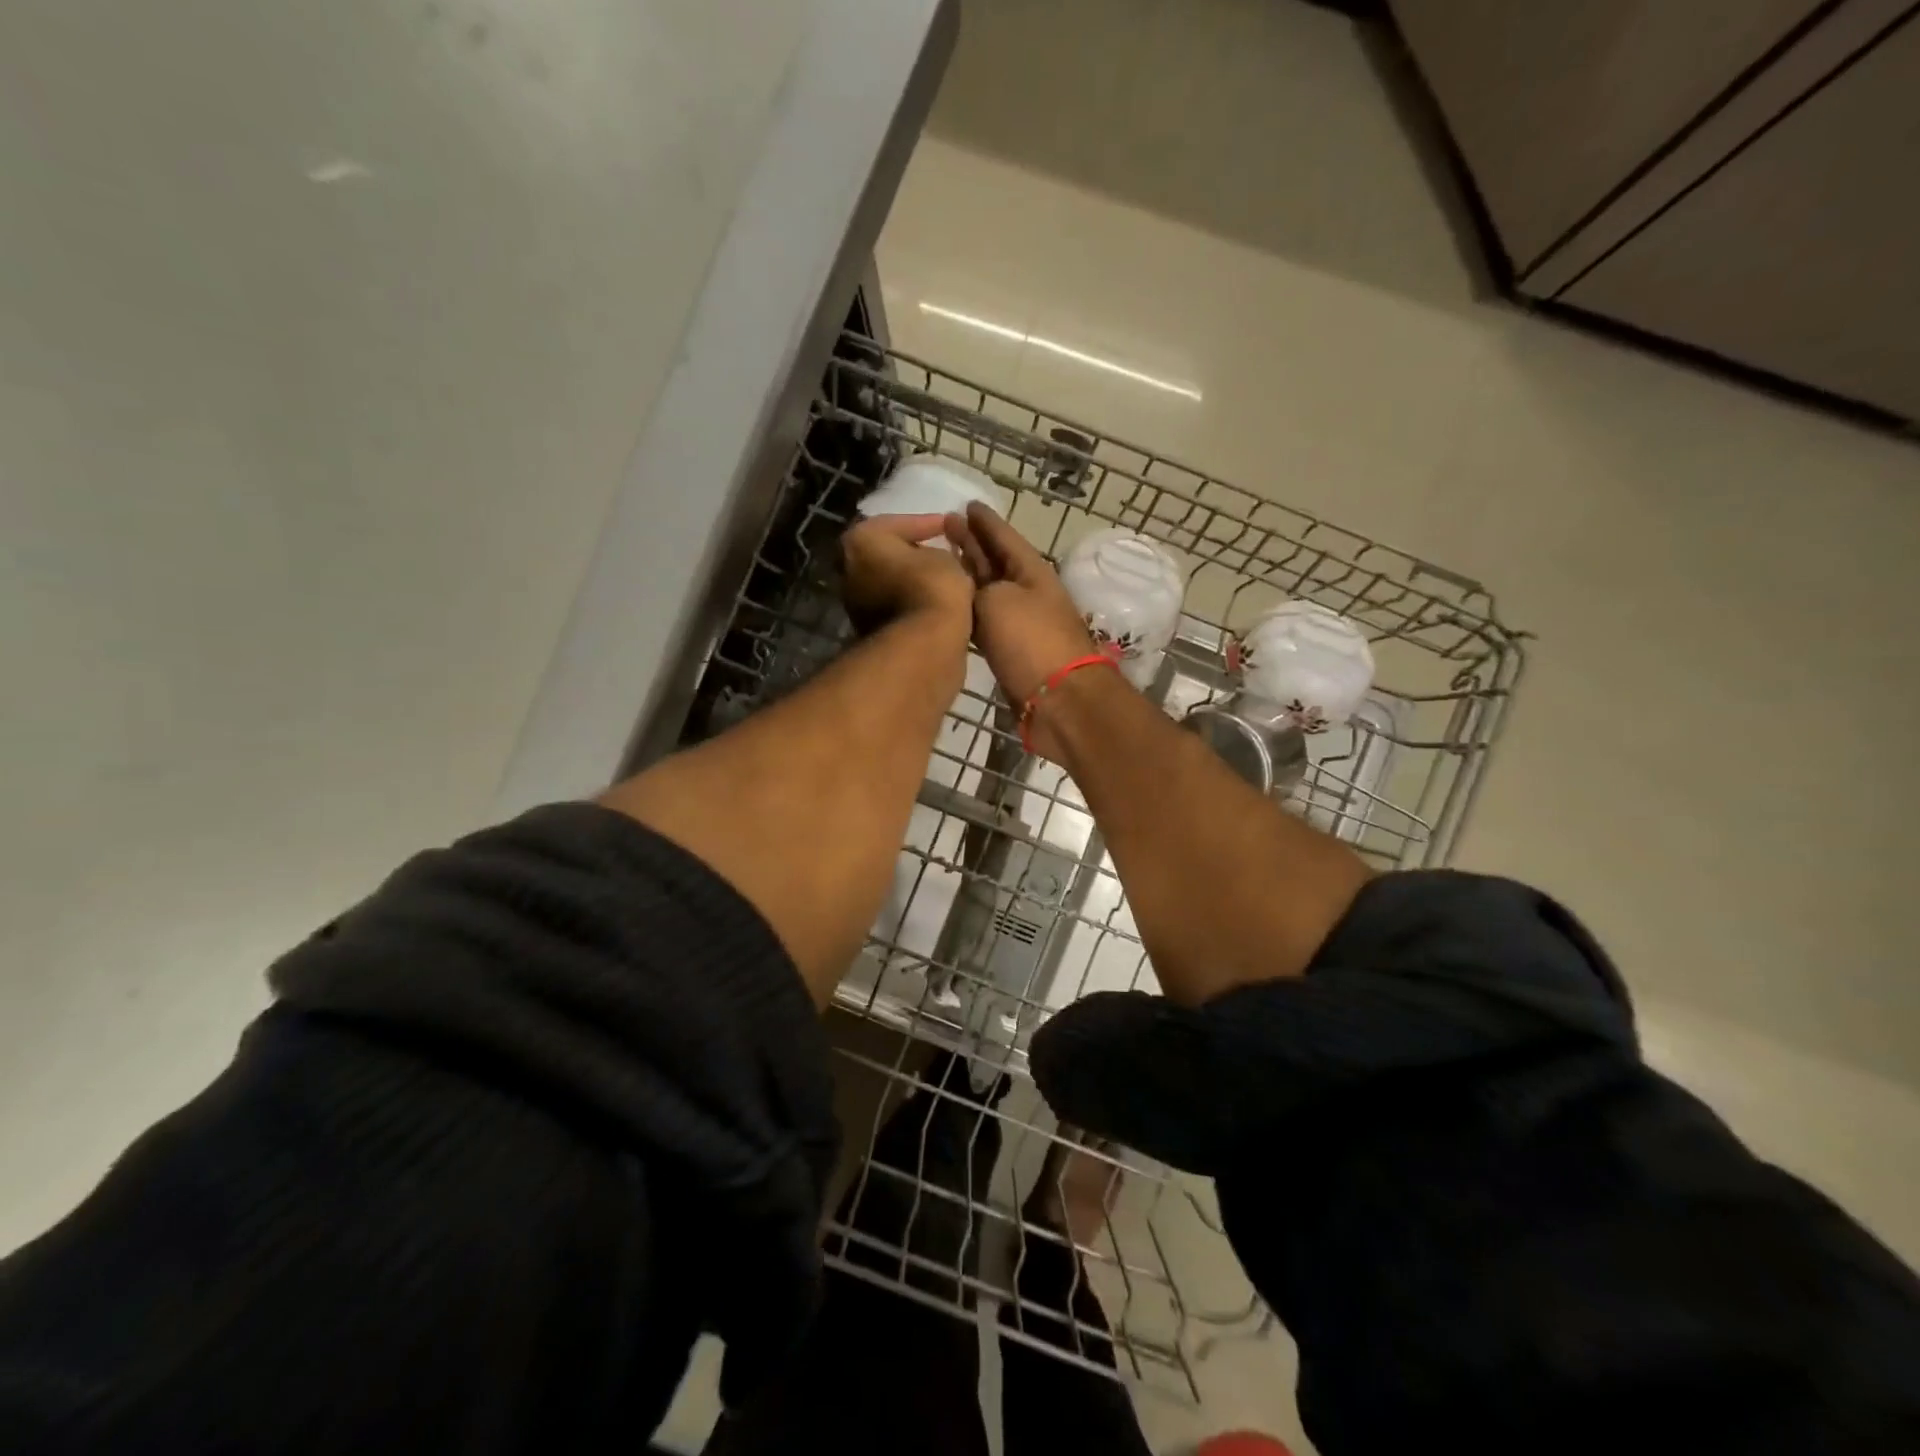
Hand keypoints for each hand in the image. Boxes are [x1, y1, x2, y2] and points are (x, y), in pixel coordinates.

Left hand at [840, 513, 974, 633]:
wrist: (922, 646)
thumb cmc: (932, 587)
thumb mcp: (946, 558)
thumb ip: (937, 551)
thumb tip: (935, 560)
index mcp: (861, 540)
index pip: (900, 523)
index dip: (929, 523)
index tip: (949, 525)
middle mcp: (849, 568)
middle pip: (888, 554)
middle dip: (914, 553)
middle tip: (942, 552)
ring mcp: (855, 603)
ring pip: (890, 583)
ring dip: (913, 581)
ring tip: (944, 580)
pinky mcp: (869, 630)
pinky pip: (895, 607)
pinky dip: (913, 602)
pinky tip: (936, 603)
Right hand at [946, 503, 1096, 704]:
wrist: (1059, 701)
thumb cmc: (1031, 643)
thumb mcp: (997, 602)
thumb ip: (973, 587)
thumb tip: (960, 587)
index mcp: (1031, 571)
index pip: (1004, 536)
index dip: (984, 521)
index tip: (965, 504)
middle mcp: (1026, 592)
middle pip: (995, 561)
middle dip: (973, 543)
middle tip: (946, 525)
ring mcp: (1019, 623)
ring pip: (988, 591)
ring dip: (968, 575)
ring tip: (943, 560)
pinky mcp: (1011, 652)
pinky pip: (985, 620)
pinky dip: (968, 608)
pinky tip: (951, 606)